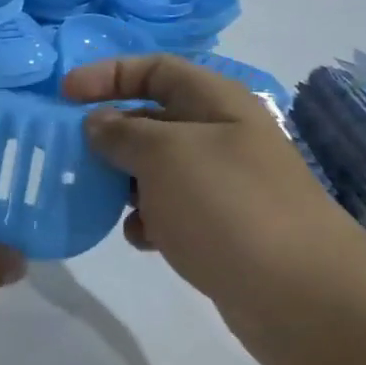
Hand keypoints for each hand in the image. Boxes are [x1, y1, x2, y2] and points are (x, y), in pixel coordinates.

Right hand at [63, 54, 365, 352]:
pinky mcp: (219, 227)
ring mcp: (222, 184)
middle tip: (68, 154)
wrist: (301, 296)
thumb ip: (122, 133)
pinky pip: (168, 210)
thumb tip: (97, 123)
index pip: (155, 68)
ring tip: (96, 199)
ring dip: (121, 181)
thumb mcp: (165, 156)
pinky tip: (139, 238)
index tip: (63, 96)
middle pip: (151, 118)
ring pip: (155, 168)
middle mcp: (220, 136)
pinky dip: (146, 219)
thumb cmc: (228, 207)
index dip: (107, 74)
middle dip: (108, 133)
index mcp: (216, 103)